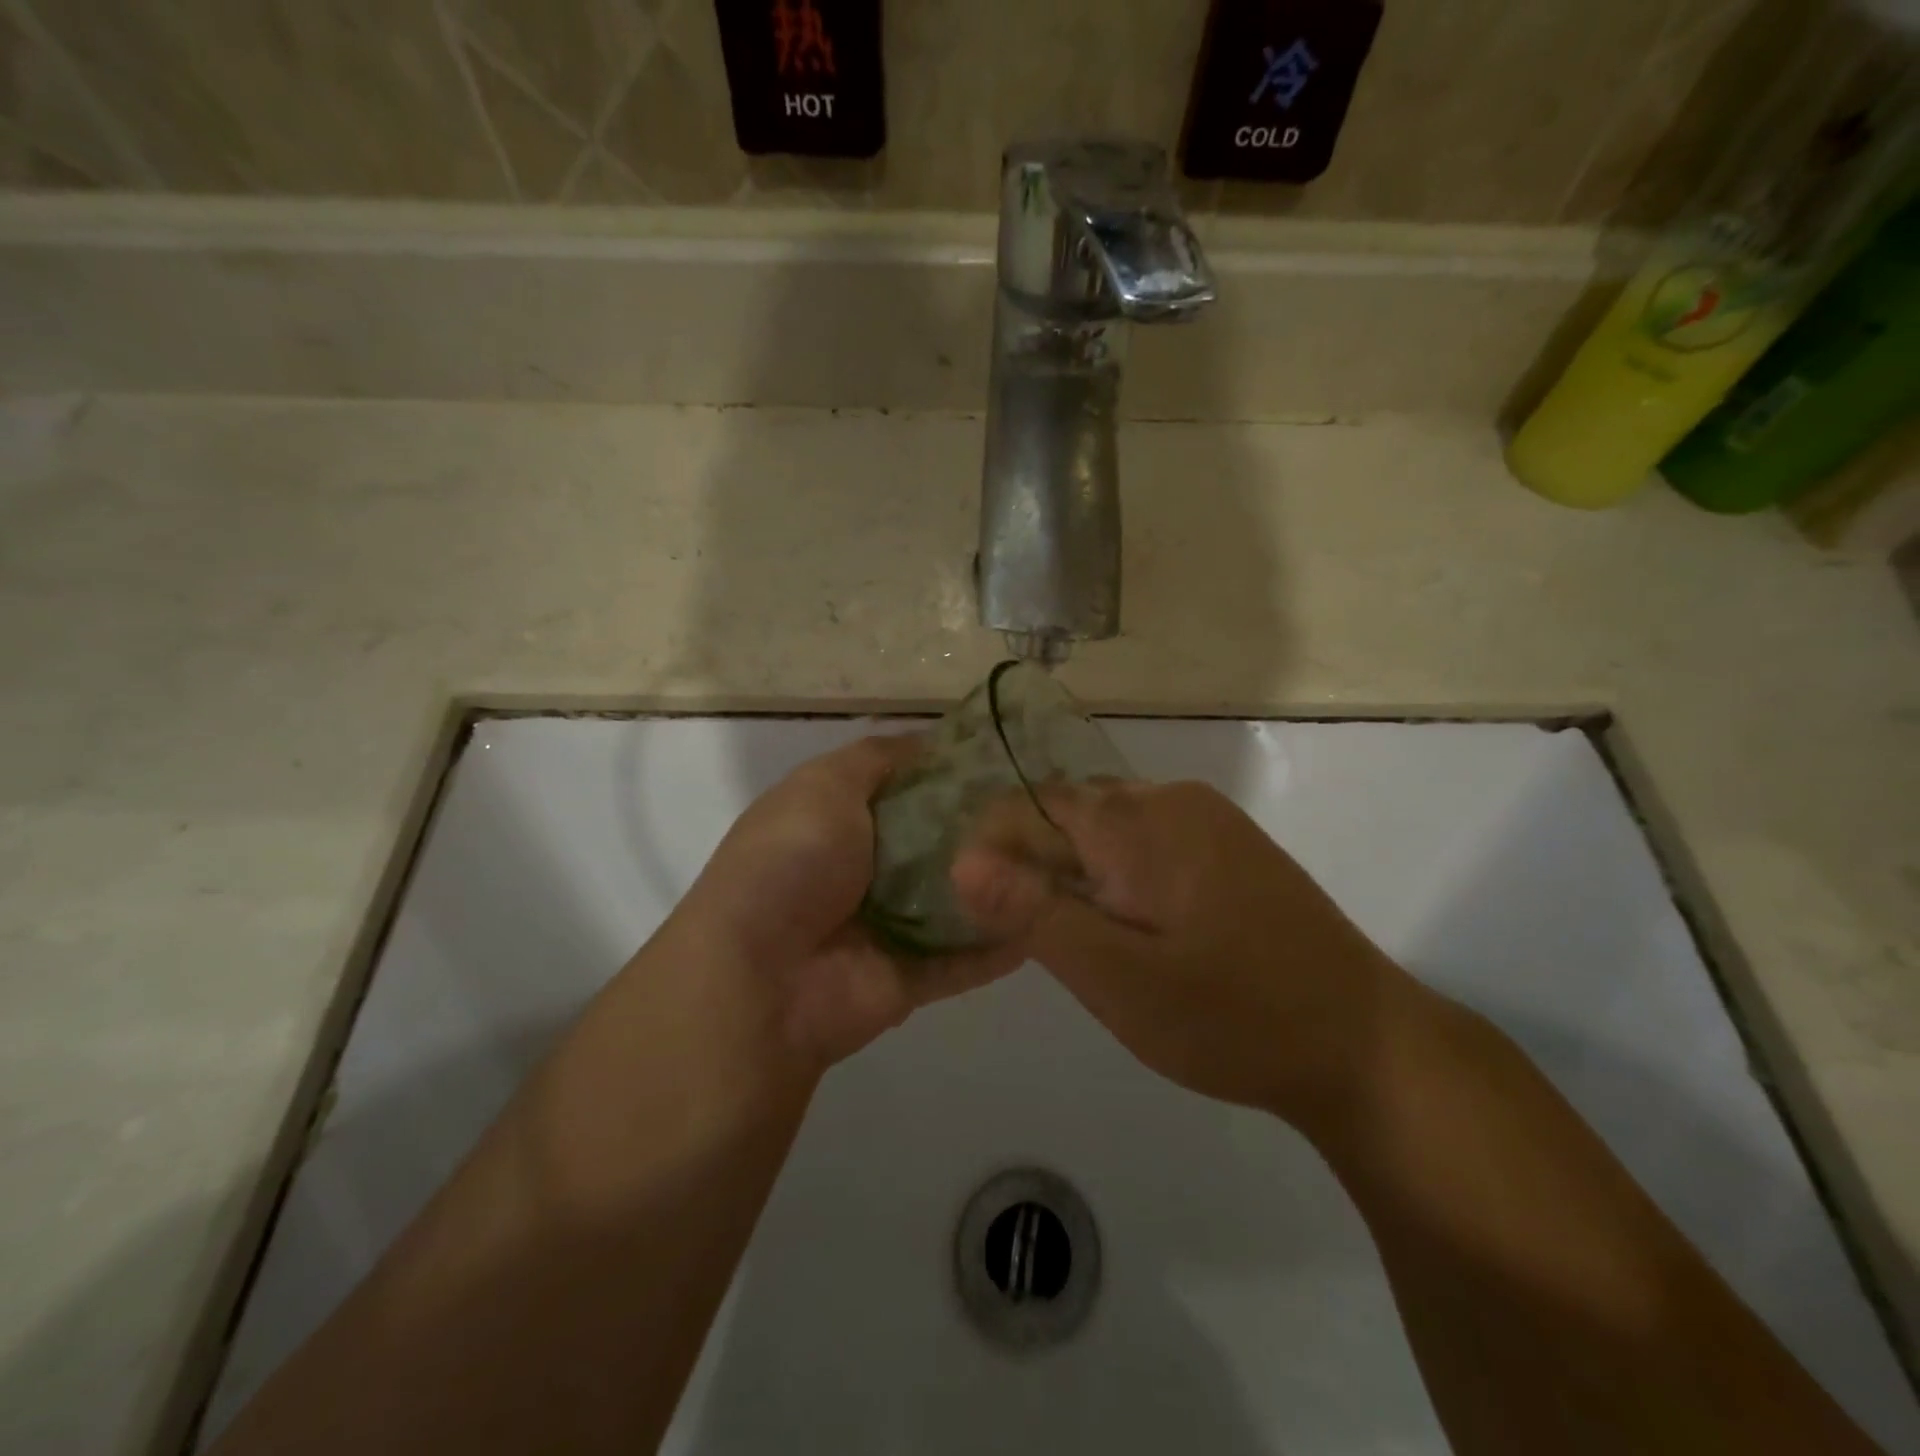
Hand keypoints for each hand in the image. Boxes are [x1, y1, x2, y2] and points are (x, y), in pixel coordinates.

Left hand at [668, 734, 1025, 1073]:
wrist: (760, 978)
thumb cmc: (792, 863)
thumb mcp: (825, 786)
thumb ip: (877, 759)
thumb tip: (928, 742)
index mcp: (838, 820)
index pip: (907, 786)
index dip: (952, 771)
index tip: (1007, 756)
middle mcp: (864, 870)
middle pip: (937, 842)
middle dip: (984, 827)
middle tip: (1047, 807)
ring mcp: (887, 927)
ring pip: (956, 901)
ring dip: (998, 885)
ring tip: (1063, 858)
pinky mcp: (909, 978)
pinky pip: (964, 958)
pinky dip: (999, 943)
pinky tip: (1049, 919)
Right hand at [952, 780, 1417, 1125]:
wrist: (1362, 1044)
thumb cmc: (1230, 1016)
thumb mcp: (1117, 978)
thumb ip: (1035, 914)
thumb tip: (960, 860)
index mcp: (1136, 821)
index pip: (1030, 805)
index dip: (993, 850)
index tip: (983, 911)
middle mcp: (1170, 800)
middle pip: (1069, 811)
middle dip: (1035, 863)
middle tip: (1031, 938)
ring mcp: (1207, 819)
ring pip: (1107, 827)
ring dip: (1078, 871)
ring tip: (1078, 939)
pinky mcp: (1230, 845)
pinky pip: (1147, 840)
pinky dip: (1119, 874)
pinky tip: (1132, 928)